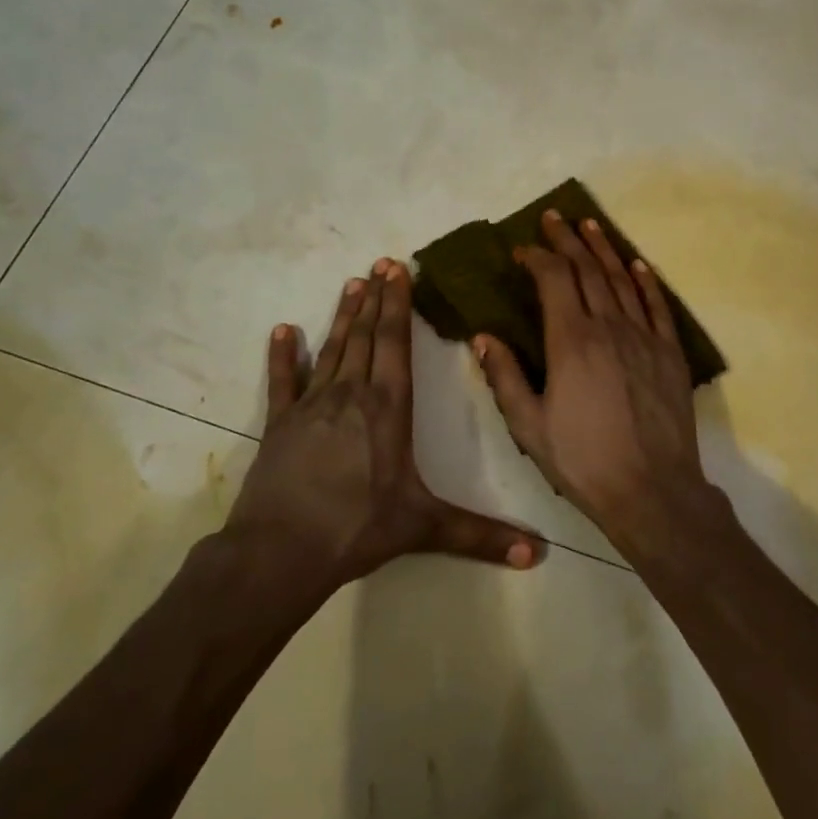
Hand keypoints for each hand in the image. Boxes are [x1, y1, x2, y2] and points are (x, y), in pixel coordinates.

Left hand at [227, 258, 544, 585]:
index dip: (397, 305)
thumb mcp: (425, 527)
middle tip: (379, 264)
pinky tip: (284, 332)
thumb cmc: (358, 529)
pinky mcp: (279, 424)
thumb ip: (482, 536)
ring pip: (331, 350)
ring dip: (342, 316)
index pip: (394, 344)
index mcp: (388, 408)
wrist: (281, 551)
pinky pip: (283, 381)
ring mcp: (310, 406)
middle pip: (365, 336)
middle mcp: (351, 395)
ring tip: (351, 284)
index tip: (397, 270)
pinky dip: (284, 356)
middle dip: (374, 299)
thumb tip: (538, 554)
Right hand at [474, 212, 711, 539]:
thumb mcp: (529, 427)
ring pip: (622, 280)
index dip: (536, 258)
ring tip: (590, 226)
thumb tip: (483, 337)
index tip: (520, 251)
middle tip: (554, 218)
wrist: (652, 491)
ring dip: (604, 250)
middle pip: (587, 270)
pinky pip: (658, 306)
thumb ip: (504, 378)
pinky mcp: (670, 354)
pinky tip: (637, 265)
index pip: (553, 280)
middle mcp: (609, 327)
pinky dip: (646, 281)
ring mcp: (645, 338)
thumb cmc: (583, 461)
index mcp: (571, 342)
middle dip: (567, 240)